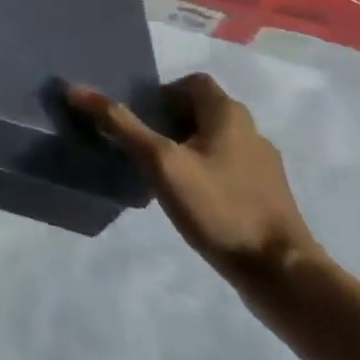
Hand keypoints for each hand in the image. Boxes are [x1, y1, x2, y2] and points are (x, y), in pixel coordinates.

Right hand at [68, 74, 323, 296]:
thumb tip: (75, 89)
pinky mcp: (268, 200)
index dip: (163, 93)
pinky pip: (227, 172)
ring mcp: (264, 168)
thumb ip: (120, 125)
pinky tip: (189, 203)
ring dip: (186, 151)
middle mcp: (251, 132)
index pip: (192, 83)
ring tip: (160, 175)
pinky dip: (205, 177)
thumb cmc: (220, 207)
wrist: (284, 277)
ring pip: (214, 143)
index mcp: (229, 114)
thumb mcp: (160, 162)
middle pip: (202, 112)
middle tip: (142, 145)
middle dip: (169, 122)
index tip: (141, 117)